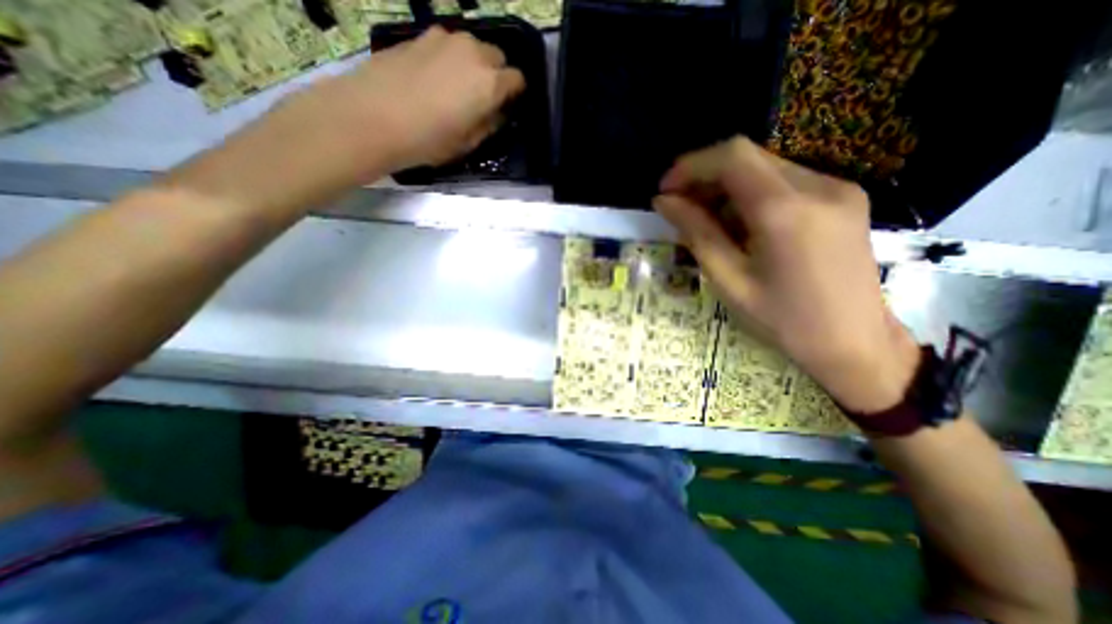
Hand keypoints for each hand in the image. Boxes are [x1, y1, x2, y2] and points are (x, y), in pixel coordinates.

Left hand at [277, 24, 521, 175]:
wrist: (371, 116)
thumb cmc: (427, 140)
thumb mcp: (467, 144)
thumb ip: (489, 125)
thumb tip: (496, 113)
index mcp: (490, 83)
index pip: (518, 79)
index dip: (514, 94)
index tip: (506, 107)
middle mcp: (472, 52)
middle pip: (497, 57)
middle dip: (496, 76)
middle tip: (482, 99)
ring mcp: (444, 39)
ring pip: (472, 47)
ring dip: (473, 65)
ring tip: (456, 89)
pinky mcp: (419, 36)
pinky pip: (447, 45)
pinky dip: (450, 59)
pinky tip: (434, 80)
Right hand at [653, 136, 915, 412]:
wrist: (855, 343)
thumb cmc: (782, 321)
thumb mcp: (728, 280)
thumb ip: (696, 233)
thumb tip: (664, 202)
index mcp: (786, 211)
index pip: (732, 158)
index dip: (691, 166)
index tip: (666, 190)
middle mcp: (818, 186)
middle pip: (748, 158)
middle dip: (705, 177)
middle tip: (682, 208)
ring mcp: (838, 188)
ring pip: (765, 167)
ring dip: (727, 187)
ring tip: (709, 222)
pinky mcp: (845, 197)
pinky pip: (785, 181)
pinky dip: (752, 194)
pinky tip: (742, 224)